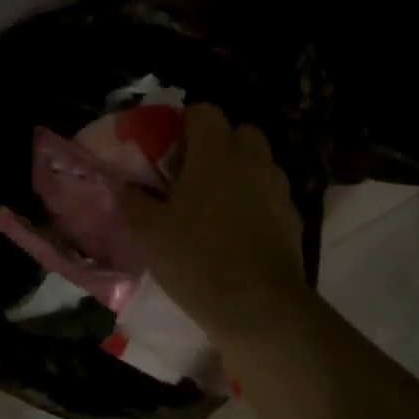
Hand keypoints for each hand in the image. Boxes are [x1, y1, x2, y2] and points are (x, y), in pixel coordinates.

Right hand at [123, 104, 308, 337]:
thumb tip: (125, 188)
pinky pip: (272, 198)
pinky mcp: (293, 220)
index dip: (187, 123)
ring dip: (241, 174)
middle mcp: (252, 162)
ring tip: (217, 206)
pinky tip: (240, 234)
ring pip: (260, 165)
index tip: (172, 149)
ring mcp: (277, 190)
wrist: (259, 307)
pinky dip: (258, 205)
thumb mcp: (149, 233)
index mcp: (215, 153)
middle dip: (221, 145)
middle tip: (196, 174)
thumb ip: (133, 203)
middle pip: (241, 132)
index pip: (205, 112)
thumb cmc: (197, 258)